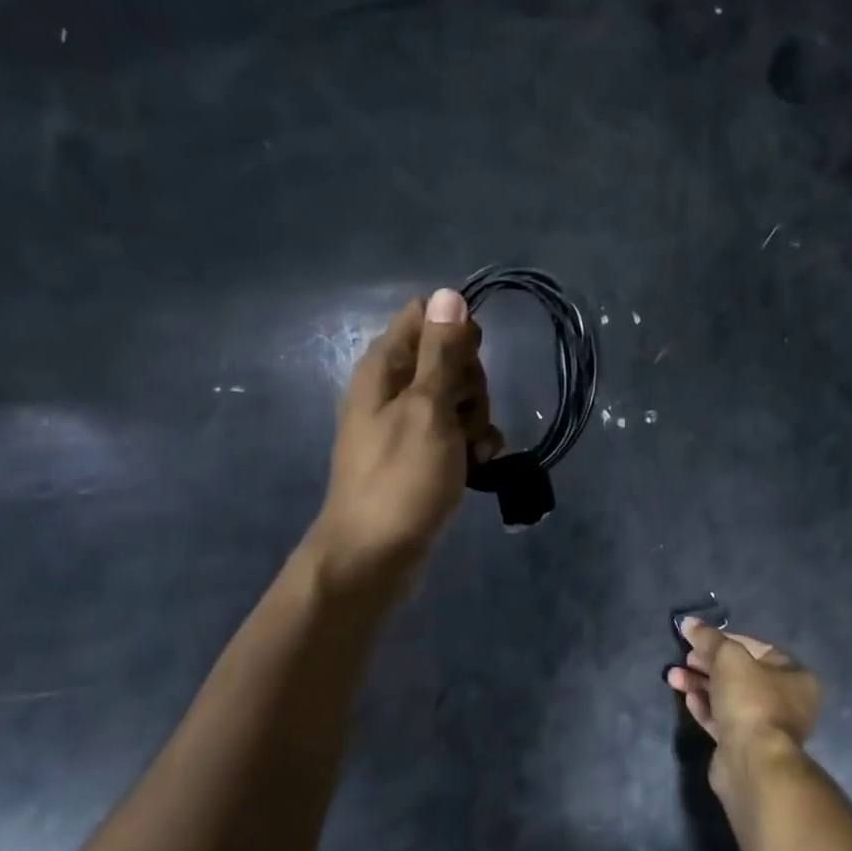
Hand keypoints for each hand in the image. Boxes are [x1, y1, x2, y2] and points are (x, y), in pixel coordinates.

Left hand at [308, 289, 502, 589]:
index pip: (425, 318)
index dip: (457, 333)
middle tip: (465, 417)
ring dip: (476, 421)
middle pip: (448, 359)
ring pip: (458, 399)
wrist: (375, 556)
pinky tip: (477, 467)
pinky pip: (455, 435)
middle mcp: (392, 389)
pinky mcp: (420, 456)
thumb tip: (448, 294)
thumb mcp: (427, 410)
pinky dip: (471, 447)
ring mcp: (406, 425)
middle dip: (471, 385)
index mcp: (384, 368)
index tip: (470, 363)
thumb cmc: (401, 479)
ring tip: (472, 452)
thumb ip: (442, 353)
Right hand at [668, 620, 820, 784]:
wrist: (752, 762)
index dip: (726, 640)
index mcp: (794, 676)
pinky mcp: (744, 746)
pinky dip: (705, 707)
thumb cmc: (750, 700)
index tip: (699, 638)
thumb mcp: (728, 658)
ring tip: (673, 677)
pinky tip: (687, 698)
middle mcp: (785, 700)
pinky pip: (722, 719)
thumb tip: (689, 623)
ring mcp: (765, 725)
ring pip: (728, 696)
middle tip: (684, 657)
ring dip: (700, 684)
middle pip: (741, 673)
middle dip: (708, 663)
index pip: (757, 648)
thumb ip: (708, 638)